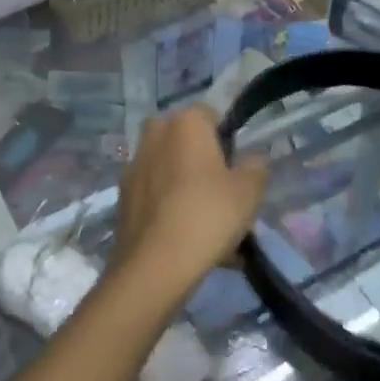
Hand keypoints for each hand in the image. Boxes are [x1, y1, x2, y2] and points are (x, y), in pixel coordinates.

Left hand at [115, 106, 269, 296]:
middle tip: (225, 196)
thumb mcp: (249, 191)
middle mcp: (155, 135)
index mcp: (184, 123)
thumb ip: (256, 167)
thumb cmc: (208, 214)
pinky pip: (157, 197)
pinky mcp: (123, 198)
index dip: (228, 139)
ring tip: (213, 231)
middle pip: (187, 144)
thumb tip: (254, 159)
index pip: (211, 115)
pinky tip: (191, 243)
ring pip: (172, 173)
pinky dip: (172, 211)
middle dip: (205, 164)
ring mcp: (134, 166)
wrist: (155, 264)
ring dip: (189, 191)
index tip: (238, 169)